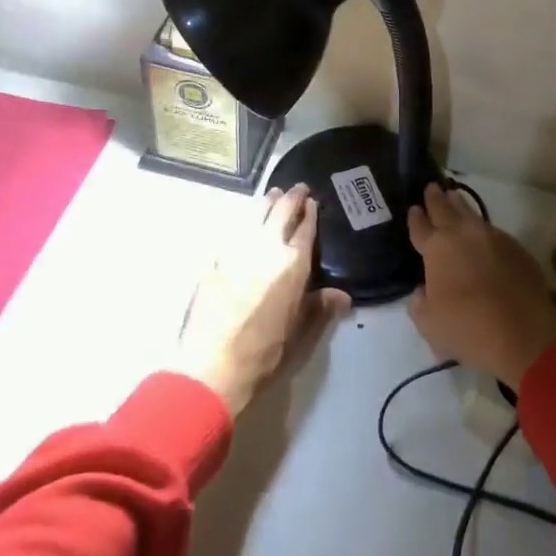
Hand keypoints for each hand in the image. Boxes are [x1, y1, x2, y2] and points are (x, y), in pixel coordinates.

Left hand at [172, 184, 350, 417]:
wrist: (212, 367)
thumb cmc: (264, 354)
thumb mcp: (301, 334)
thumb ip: (321, 309)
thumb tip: (343, 295)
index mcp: (293, 265)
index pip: (305, 229)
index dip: (310, 212)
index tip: (312, 201)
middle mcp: (267, 249)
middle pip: (280, 212)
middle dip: (291, 197)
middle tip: (297, 188)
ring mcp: (237, 251)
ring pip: (254, 214)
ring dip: (266, 202)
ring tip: (272, 195)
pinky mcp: (214, 260)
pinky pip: (232, 231)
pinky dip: (242, 222)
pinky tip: (243, 222)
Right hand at [407, 184, 555, 390]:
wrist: (523, 330)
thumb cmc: (468, 327)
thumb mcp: (429, 324)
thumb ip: (419, 303)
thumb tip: (422, 290)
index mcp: (436, 249)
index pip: (421, 227)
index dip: (416, 218)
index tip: (414, 208)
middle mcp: (463, 235)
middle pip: (445, 209)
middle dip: (436, 199)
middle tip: (432, 187)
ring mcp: (492, 237)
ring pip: (471, 214)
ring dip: (460, 205)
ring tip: (455, 196)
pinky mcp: (515, 247)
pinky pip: (493, 231)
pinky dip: (483, 229)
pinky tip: (482, 234)